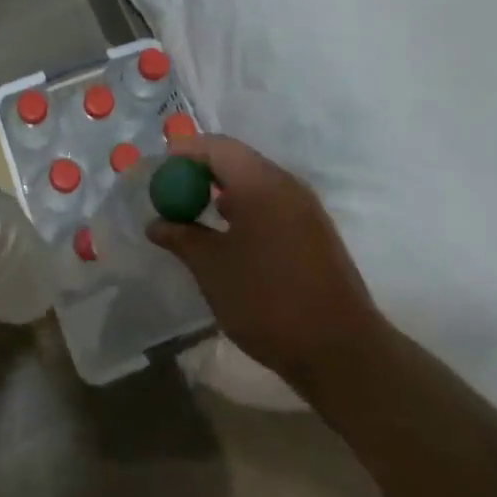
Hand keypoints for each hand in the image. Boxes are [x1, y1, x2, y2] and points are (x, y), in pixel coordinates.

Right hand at [149, 135, 386, 397]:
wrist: (341, 351)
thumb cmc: (267, 301)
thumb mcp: (212, 269)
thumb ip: (181, 238)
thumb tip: (156, 223)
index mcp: (259, 182)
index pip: (215, 146)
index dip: (184, 152)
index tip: (160, 171)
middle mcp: (285, 183)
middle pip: (236, 158)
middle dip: (202, 169)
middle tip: (173, 190)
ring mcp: (305, 206)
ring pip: (256, 180)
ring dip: (224, 188)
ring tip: (196, 212)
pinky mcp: (315, 229)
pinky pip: (272, 200)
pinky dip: (246, 205)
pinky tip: (231, 234)